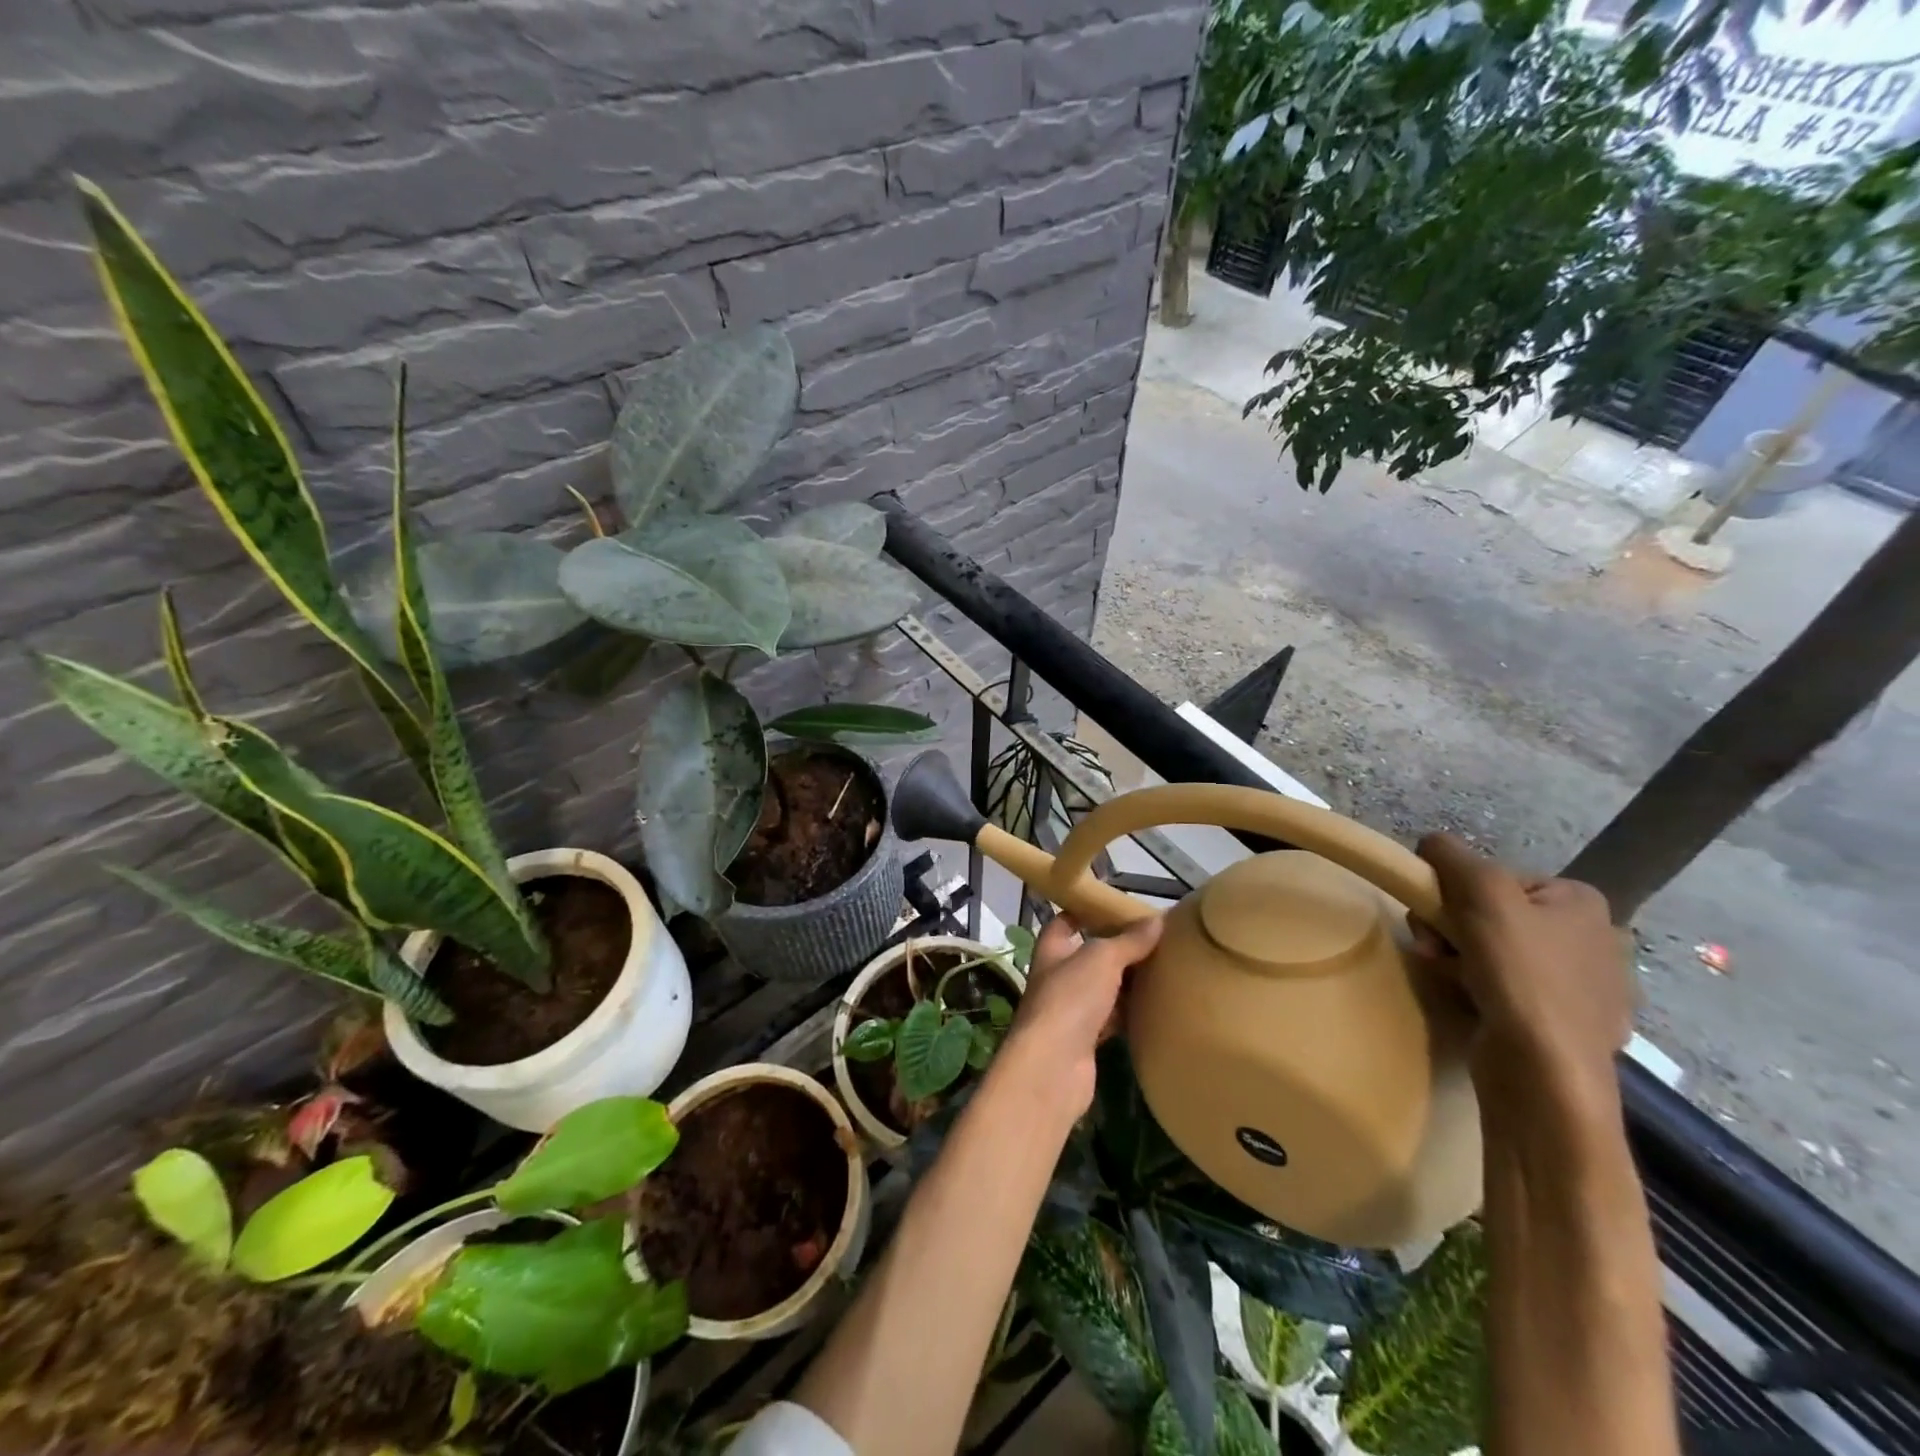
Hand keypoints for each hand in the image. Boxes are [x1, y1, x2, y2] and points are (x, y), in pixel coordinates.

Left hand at [1002, 913, 1162, 1114]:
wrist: (1053, 1066)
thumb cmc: (1070, 999)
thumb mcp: (1102, 959)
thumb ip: (1128, 941)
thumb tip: (1157, 920)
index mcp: (1053, 949)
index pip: (1065, 922)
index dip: (1086, 911)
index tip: (1117, 907)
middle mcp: (1058, 977)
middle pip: (1089, 956)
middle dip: (1117, 949)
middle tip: (1154, 940)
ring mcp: (1071, 1010)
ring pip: (1103, 989)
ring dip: (1126, 982)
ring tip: (1163, 969)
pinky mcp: (1086, 1040)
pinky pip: (1112, 1019)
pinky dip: (1130, 1013)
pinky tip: (1154, 1007)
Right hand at [1410, 832, 1629, 1111]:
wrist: (1546, 1070)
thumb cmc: (1521, 973)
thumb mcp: (1481, 893)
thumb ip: (1451, 856)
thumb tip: (1431, 843)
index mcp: (1581, 902)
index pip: (1494, 878)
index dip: (1455, 894)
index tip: (1439, 918)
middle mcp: (1590, 938)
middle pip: (1489, 913)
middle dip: (1450, 928)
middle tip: (1433, 947)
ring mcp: (1580, 985)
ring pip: (1490, 950)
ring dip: (1454, 956)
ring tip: (1446, 975)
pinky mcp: (1560, 1022)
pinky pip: (1502, 986)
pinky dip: (1475, 986)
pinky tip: (1469, 998)